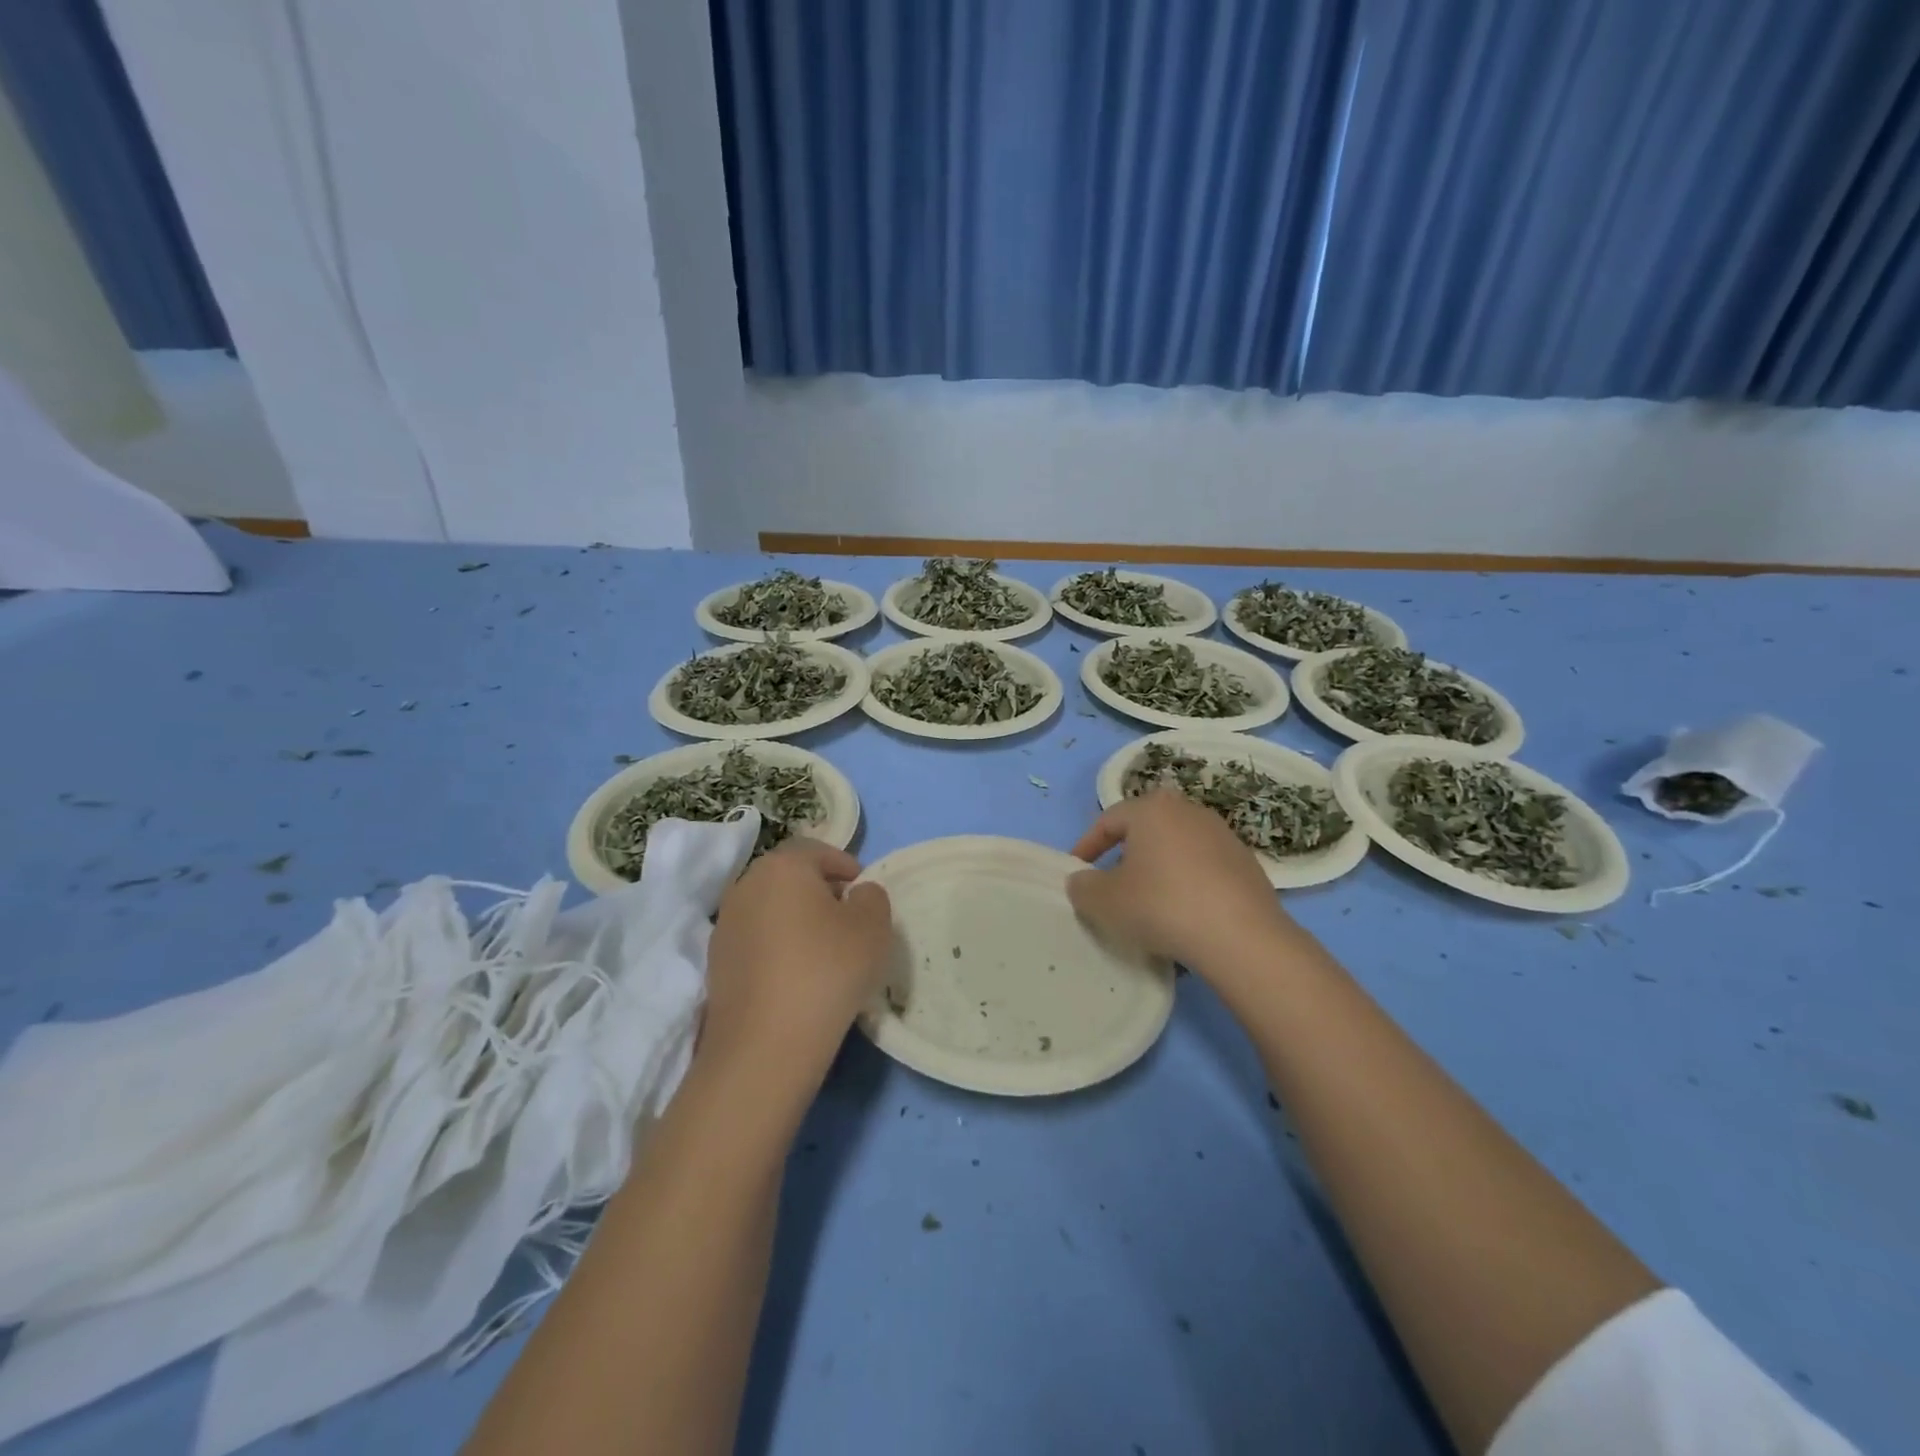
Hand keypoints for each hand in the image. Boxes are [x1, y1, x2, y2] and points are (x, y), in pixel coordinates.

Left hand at [701, 839, 893, 1088]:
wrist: (764, 1045)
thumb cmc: (827, 971)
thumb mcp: (873, 927)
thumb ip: (872, 897)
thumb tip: (856, 895)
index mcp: (782, 866)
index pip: (816, 850)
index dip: (844, 865)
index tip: (863, 890)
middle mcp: (746, 886)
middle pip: (789, 877)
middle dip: (819, 890)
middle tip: (847, 917)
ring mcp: (725, 926)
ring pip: (770, 909)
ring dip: (796, 920)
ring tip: (823, 950)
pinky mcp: (716, 963)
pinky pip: (756, 940)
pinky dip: (777, 947)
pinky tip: (797, 976)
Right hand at [1068, 791, 1304, 991]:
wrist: (1242, 938)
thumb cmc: (1161, 906)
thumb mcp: (1104, 902)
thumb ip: (1083, 887)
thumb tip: (1082, 880)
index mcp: (1152, 809)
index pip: (1108, 820)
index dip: (1087, 846)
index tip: (1077, 873)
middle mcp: (1188, 811)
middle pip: (1145, 830)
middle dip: (1124, 855)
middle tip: (1111, 885)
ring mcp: (1223, 836)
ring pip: (1176, 849)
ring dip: (1158, 871)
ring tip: (1148, 903)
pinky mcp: (1247, 864)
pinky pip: (1203, 869)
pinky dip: (1187, 885)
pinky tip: (1184, 916)